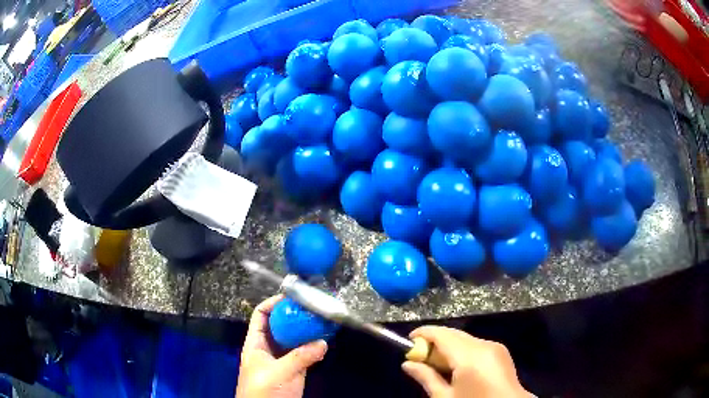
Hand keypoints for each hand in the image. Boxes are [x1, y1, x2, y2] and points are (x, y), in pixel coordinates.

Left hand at [236, 295, 326, 397]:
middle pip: (280, 325)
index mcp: (256, 343)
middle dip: (294, 316)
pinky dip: (313, 347)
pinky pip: (304, 353)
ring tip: (322, 321)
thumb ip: (300, 357)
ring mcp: (282, 359)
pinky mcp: (294, 370)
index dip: (274, 303)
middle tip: (313, 308)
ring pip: (293, 339)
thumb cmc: (263, 389)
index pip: (261, 315)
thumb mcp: (279, 372)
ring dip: (306, 331)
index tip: (293, 297)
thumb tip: (323, 342)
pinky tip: (325, 341)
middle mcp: (268, 347)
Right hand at [402, 326, 531, 397]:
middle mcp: (484, 345)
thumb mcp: (445, 397)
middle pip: (453, 335)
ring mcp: (495, 347)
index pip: (442, 335)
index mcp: (470, 356)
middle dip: (434, 342)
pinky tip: (457, 368)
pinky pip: (476, 345)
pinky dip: (462, 352)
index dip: (423, 333)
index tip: (408, 341)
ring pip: (465, 340)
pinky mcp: (501, 352)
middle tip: (419, 358)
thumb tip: (407, 364)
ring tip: (437, 367)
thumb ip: (426, 378)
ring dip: (448, 347)